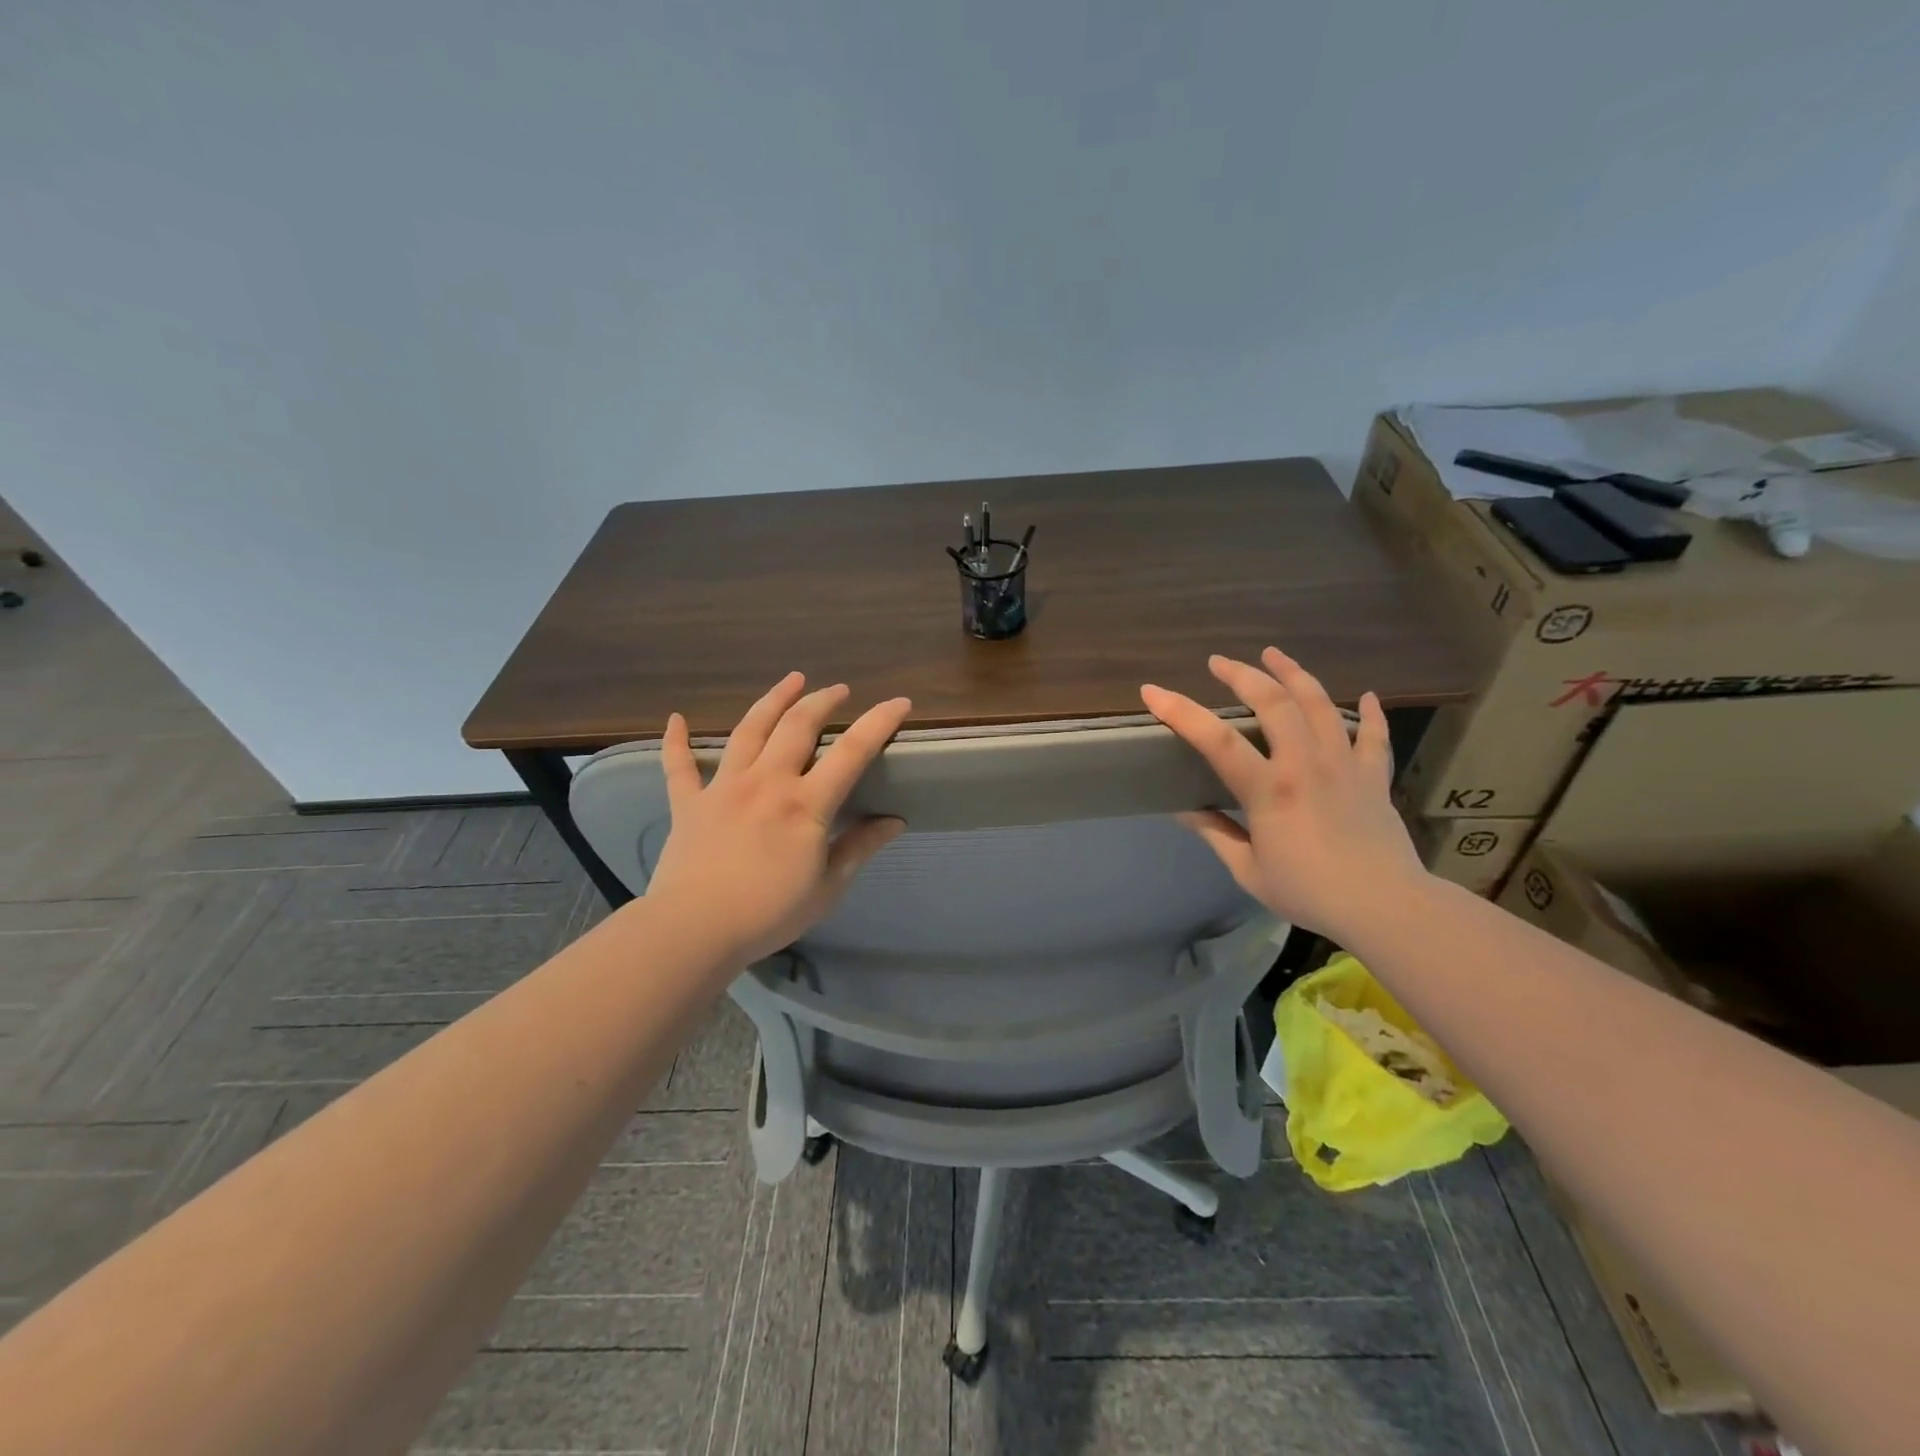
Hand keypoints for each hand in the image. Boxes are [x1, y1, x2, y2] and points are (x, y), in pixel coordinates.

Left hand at [643, 672, 911, 966]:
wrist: (694, 930)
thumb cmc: (769, 914)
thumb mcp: (827, 888)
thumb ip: (859, 848)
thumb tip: (893, 821)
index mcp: (806, 803)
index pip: (852, 751)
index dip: (879, 722)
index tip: (899, 702)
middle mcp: (767, 781)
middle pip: (797, 725)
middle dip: (822, 700)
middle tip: (838, 689)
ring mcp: (724, 787)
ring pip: (748, 730)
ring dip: (772, 700)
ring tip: (791, 680)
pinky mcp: (688, 803)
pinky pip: (679, 765)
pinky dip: (676, 741)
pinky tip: (675, 719)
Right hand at [1141, 648, 1427, 941]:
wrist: (1385, 907)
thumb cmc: (1308, 892)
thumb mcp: (1248, 870)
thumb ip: (1216, 834)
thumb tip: (1184, 810)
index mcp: (1269, 790)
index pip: (1216, 740)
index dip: (1181, 712)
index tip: (1153, 691)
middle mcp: (1305, 764)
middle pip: (1273, 703)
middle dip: (1242, 675)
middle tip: (1219, 662)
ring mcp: (1344, 764)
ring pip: (1320, 704)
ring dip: (1294, 673)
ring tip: (1274, 654)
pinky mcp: (1373, 776)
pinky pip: (1373, 735)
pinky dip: (1370, 713)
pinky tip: (1367, 696)